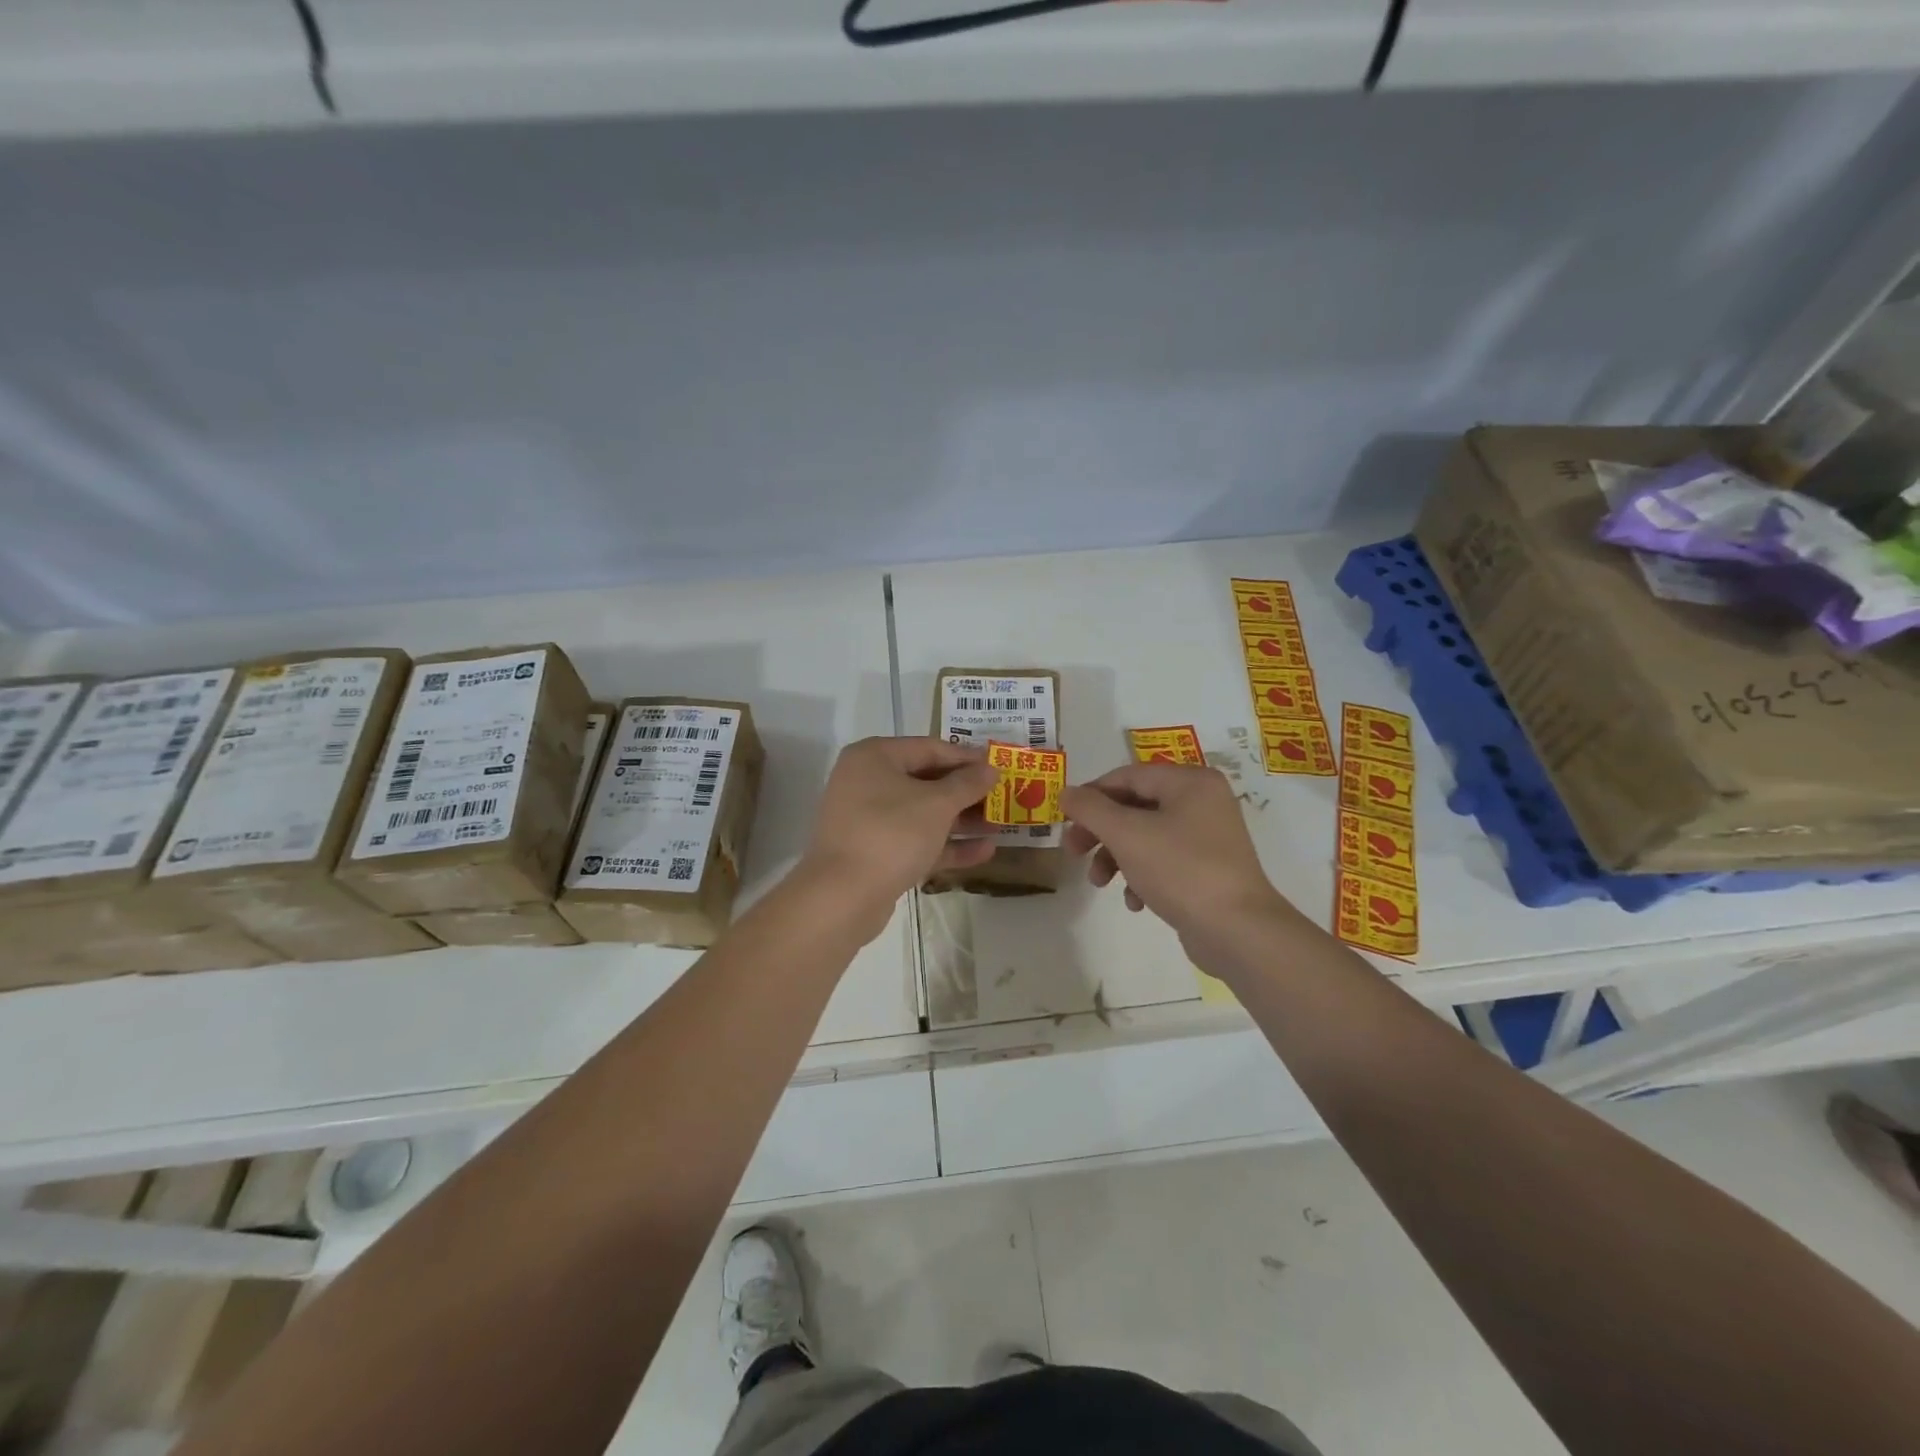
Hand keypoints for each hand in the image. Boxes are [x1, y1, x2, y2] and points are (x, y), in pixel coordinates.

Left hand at [799, 736, 999, 933]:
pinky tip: (984, 852)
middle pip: (926, 781)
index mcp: (874, 757)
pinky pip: (915, 840)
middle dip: (966, 792)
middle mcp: (867, 782)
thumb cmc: (891, 834)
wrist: (842, 896)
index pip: (929, 748)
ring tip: (1001, 824)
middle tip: (1003, 796)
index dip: (967, 757)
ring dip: (961, 820)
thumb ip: (967, 784)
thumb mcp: (937, 804)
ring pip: (922, 813)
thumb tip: (990, 768)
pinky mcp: (875, 852)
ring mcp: (868, 819)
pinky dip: (946, 844)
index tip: (1000, 765)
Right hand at [1061, 763, 1299, 964]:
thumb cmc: (1180, 870)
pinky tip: (1135, 902)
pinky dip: (1142, 876)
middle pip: (1135, 807)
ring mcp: (1208, 836)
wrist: (1238, 931)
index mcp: (1190, 782)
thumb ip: (1091, 809)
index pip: (1127, 776)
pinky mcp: (1208, 869)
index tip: (1065, 820)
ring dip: (1116, 857)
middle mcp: (1203, 801)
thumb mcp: (1126, 834)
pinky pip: (1164, 861)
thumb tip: (1066, 792)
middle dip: (1101, 832)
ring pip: (1145, 836)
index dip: (1091, 795)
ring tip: (1100, 883)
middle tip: (1073, 852)